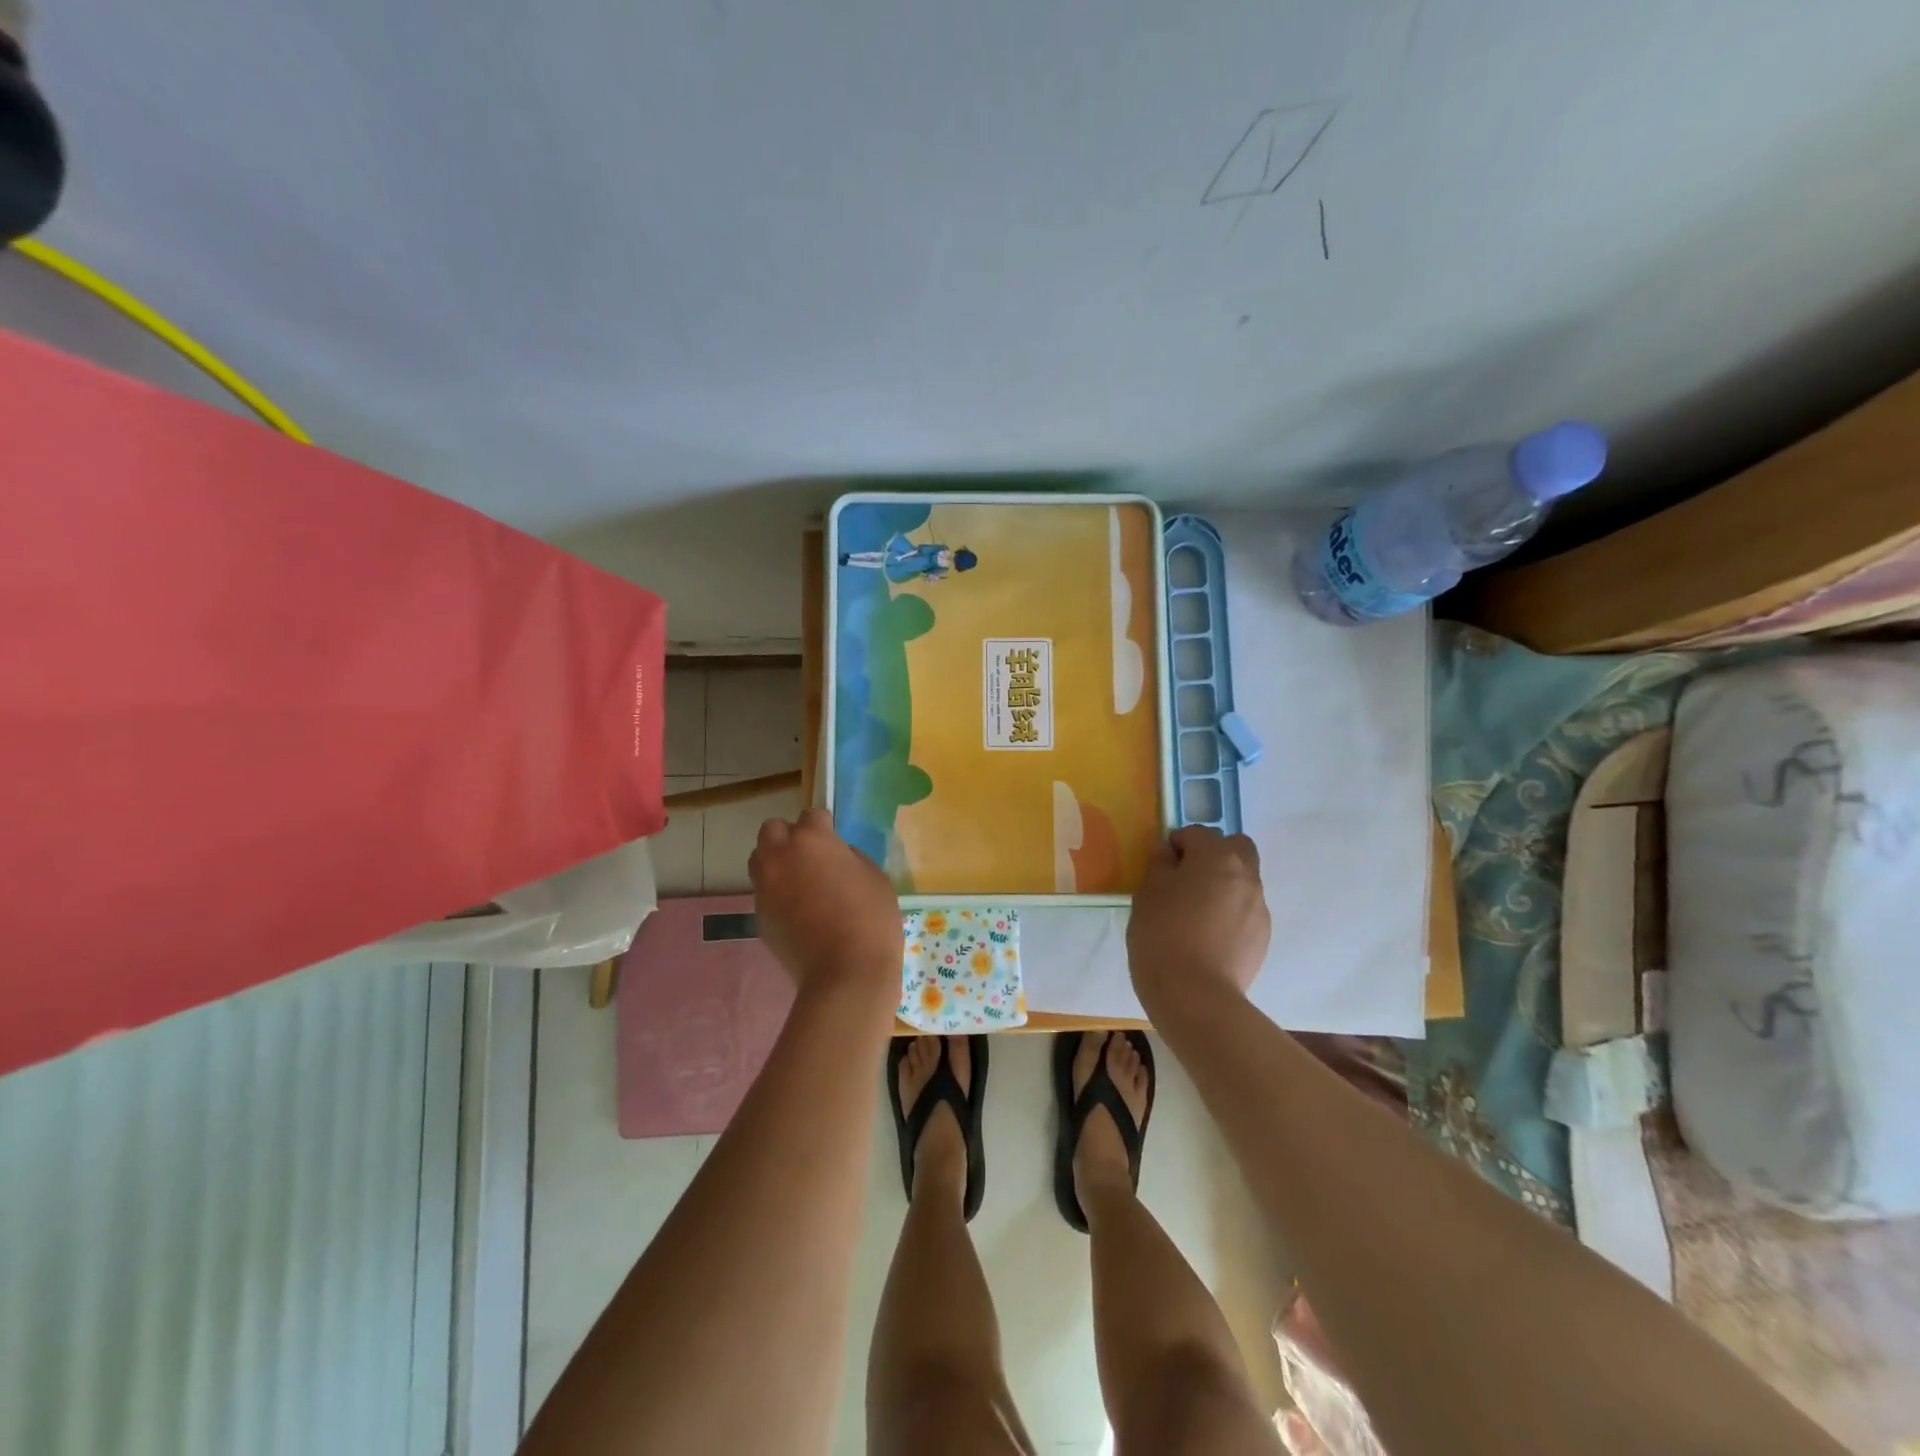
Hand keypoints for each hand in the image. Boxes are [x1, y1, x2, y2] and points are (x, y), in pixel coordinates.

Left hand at [749, 808, 901, 1002]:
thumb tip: (834, 858)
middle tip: (812, 857)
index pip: (812, 815)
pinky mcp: (759, 915)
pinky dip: (777, 893)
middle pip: (772, 830)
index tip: (836, 844)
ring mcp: (765, 887)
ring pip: (760, 859)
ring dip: (777, 862)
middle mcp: (780, 856)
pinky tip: (799, 910)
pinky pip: (764, 891)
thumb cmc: (871, 918)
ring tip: (801, 882)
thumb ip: (849, 857)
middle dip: (789, 837)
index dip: (826, 828)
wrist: (845, 974)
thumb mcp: (874, 876)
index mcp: (811, 839)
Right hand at [1127, 826, 1270, 1021]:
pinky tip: (1208, 936)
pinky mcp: (1263, 936)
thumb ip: (1160, 864)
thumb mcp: (1147, 893)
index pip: (1198, 833)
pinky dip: (1230, 912)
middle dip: (1214, 854)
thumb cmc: (1163, 935)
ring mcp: (1259, 907)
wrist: (1195, 996)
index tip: (1161, 866)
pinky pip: (1245, 910)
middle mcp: (1246, 875)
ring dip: (1223, 884)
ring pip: (1243, 880)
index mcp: (1217, 857)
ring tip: (1196, 913)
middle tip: (1187, 878)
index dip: (1177, 844)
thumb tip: (1169, 852)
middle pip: (1236, 847)